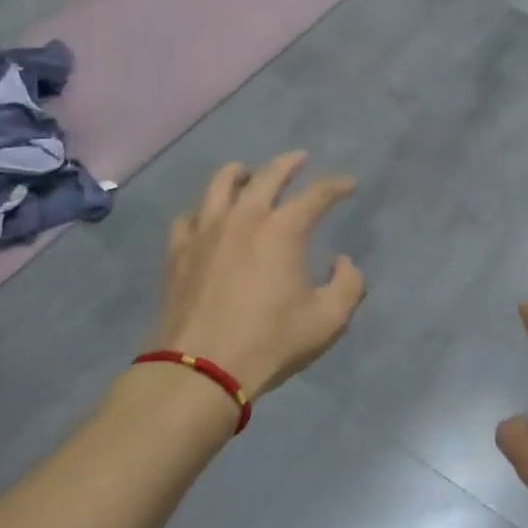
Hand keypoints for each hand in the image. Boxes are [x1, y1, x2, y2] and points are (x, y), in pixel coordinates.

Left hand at [154, 153, 364, 400]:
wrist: (200, 369)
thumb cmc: (270, 342)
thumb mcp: (328, 320)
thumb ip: (348, 285)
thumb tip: (343, 262)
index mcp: (283, 229)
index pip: (317, 194)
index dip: (336, 185)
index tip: (348, 183)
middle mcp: (244, 217)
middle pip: (268, 175)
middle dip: (288, 163)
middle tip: (299, 159)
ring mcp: (206, 230)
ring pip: (221, 183)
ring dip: (239, 173)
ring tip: (246, 173)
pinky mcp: (179, 250)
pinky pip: (189, 216)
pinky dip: (203, 211)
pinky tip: (206, 218)